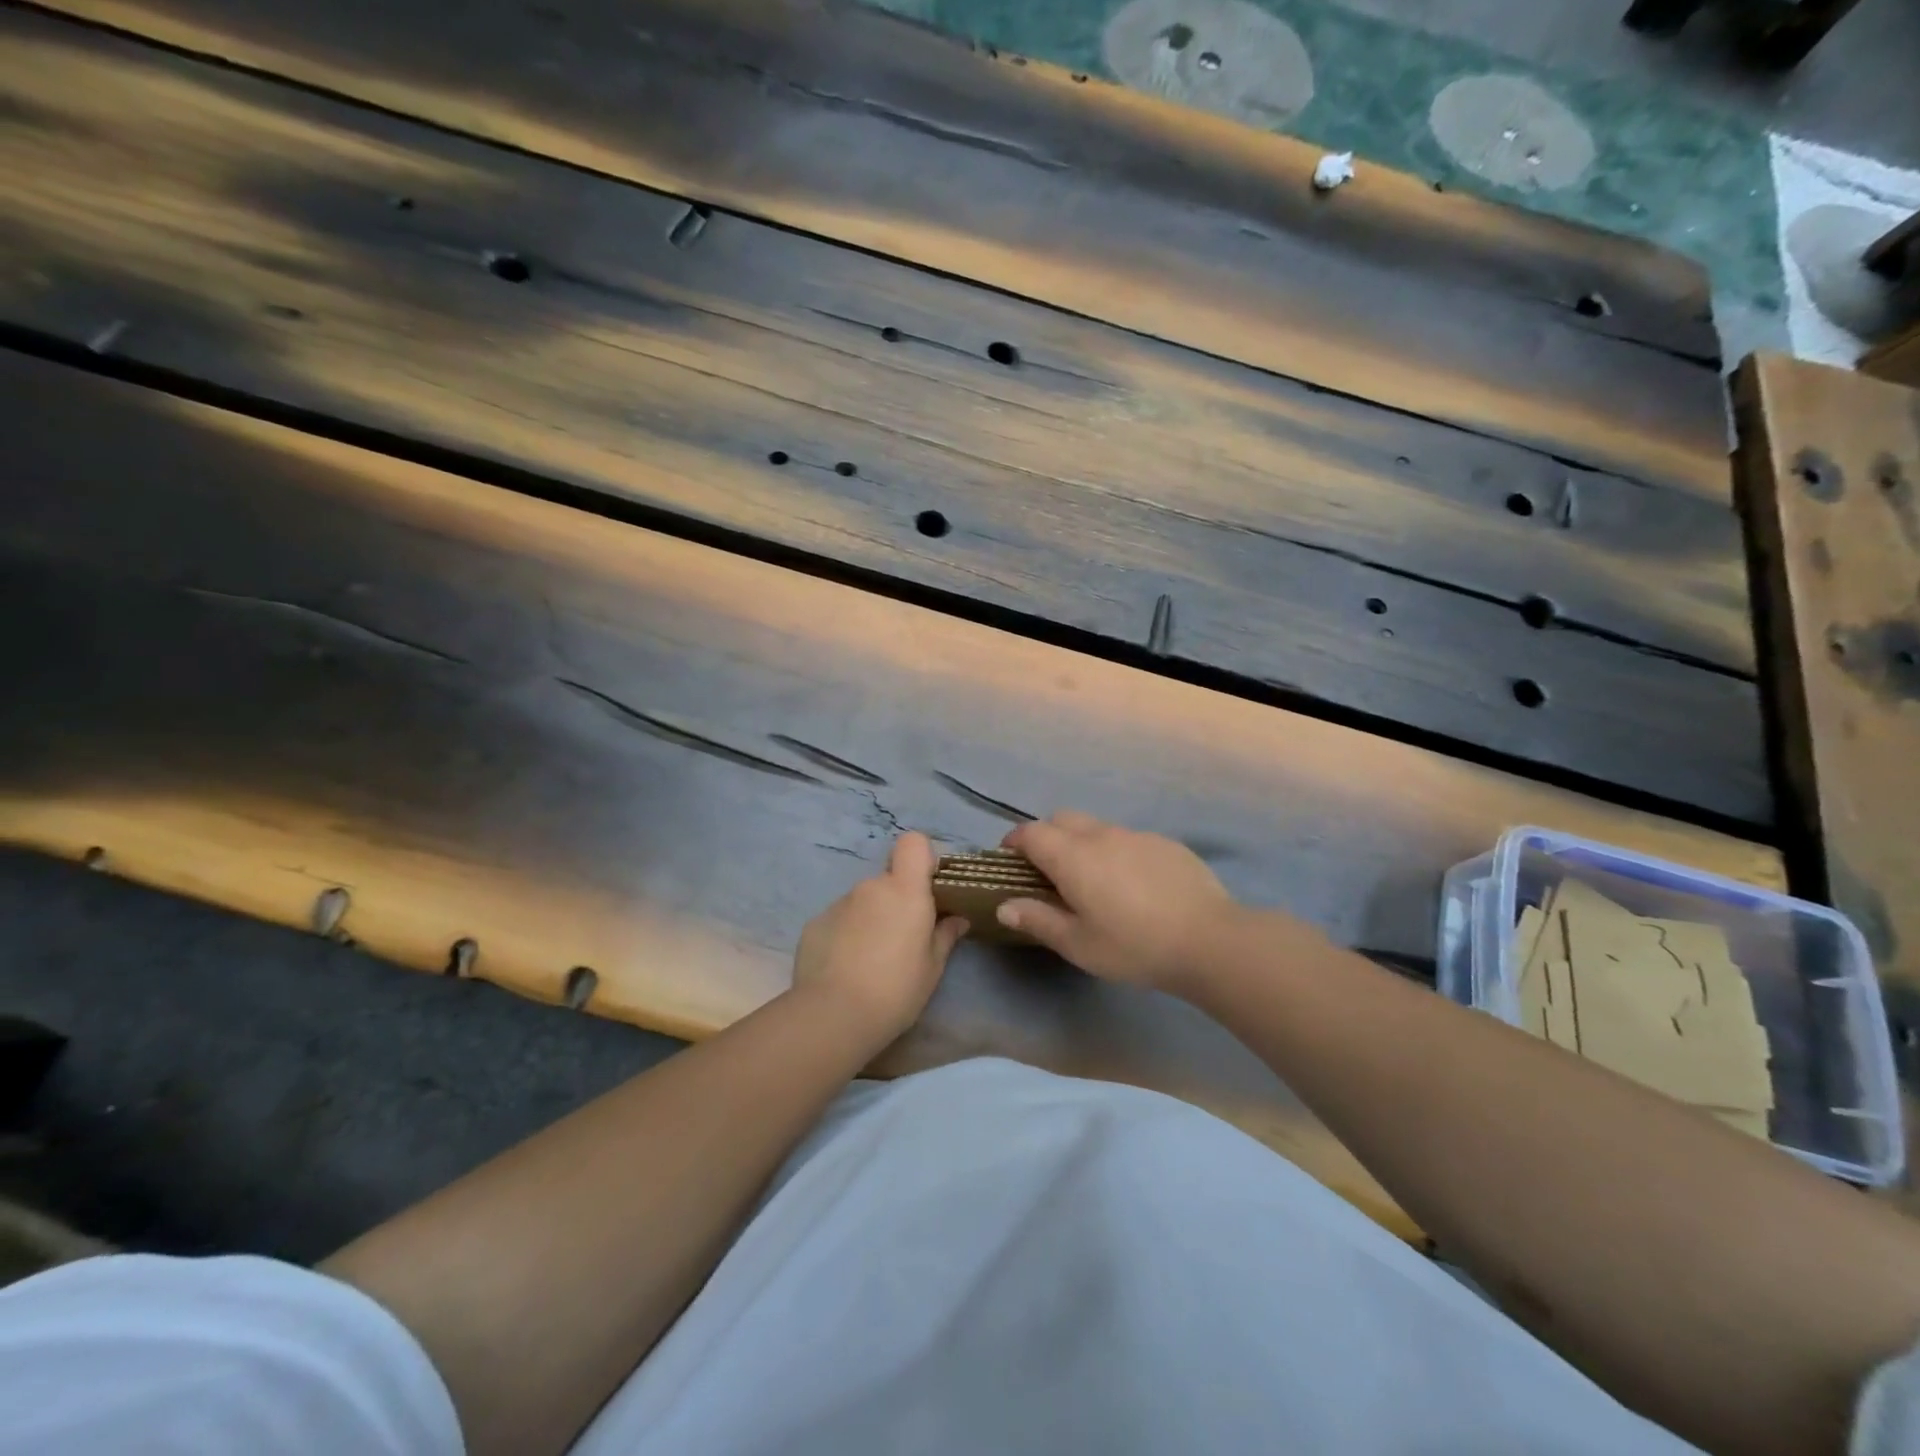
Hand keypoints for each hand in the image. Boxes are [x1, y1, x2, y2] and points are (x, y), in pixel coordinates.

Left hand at [791, 832, 967, 1042]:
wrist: (833, 1015)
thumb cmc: (896, 989)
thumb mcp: (932, 968)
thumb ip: (946, 936)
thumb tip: (958, 919)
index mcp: (905, 890)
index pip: (913, 843)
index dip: (922, 858)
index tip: (928, 888)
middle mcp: (870, 887)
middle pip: (888, 879)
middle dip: (897, 900)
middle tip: (902, 939)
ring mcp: (839, 903)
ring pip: (863, 901)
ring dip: (870, 919)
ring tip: (871, 961)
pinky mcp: (815, 923)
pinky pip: (839, 920)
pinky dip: (845, 935)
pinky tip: (845, 968)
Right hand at [998, 811, 1238, 994]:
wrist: (1210, 940)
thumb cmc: (1134, 946)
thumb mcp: (1079, 944)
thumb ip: (1038, 920)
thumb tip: (1005, 906)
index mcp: (1072, 856)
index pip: (1031, 833)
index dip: (1014, 841)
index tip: (1009, 859)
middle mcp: (1101, 835)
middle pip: (1062, 819)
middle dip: (1046, 835)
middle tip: (1046, 869)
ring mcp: (1137, 836)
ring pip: (1097, 827)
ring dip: (1081, 842)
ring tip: (1091, 879)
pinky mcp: (1166, 843)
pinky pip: (1128, 839)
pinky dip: (1116, 852)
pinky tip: (1133, 885)